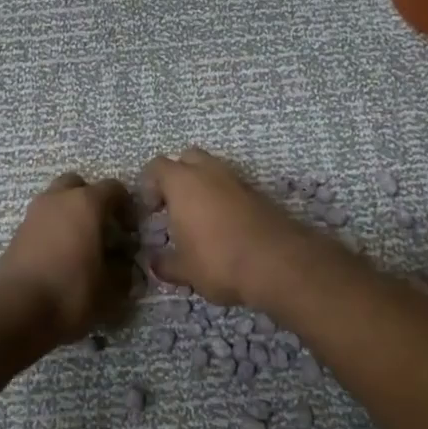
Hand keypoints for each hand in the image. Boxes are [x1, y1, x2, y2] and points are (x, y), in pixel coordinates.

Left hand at [0, 173, 132, 344]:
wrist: (13, 312)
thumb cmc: (70, 292)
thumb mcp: (110, 289)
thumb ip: (122, 271)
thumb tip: (123, 265)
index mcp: (86, 203)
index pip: (114, 188)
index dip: (127, 207)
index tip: (131, 232)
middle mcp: (57, 200)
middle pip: (78, 186)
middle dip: (92, 202)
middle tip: (102, 230)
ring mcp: (32, 215)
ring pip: (56, 203)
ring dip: (69, 217)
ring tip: (81, 248)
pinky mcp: (15, 235)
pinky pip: (41, 224)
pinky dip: (52, 233)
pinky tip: (60, 260)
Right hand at [140, 147, 312, 308]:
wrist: (278, 263)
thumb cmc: (219, 261)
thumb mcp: (184, 270)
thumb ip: (165, 263)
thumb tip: (154, 262)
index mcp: (183, 182)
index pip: (157, 166)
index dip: (149, 185)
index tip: (150, 210)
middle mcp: (210, 172)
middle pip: (187, 158)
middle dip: (177, 176)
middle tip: (173, 206)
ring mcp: (238, 180)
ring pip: (213, 171)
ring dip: (203, 187)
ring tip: (199, 219)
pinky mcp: (260, 194)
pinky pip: (233, 187)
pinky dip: (224, 199)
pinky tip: (224, 227)